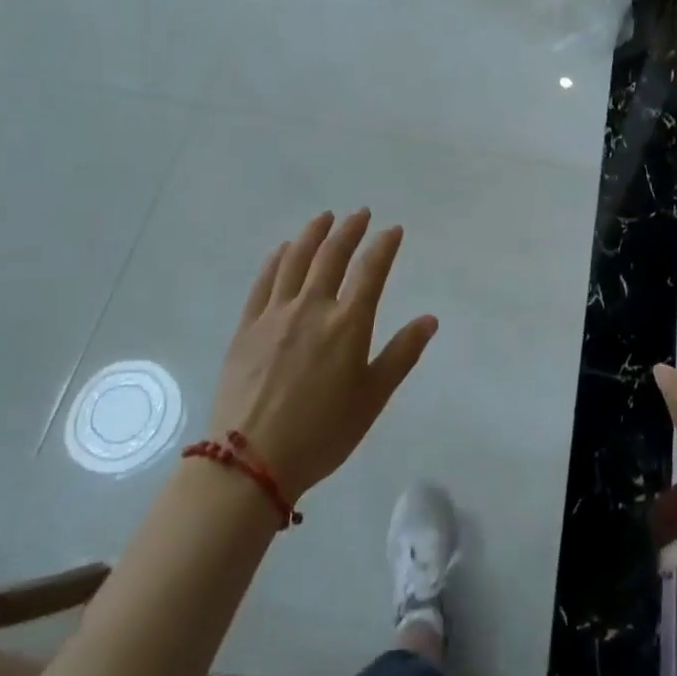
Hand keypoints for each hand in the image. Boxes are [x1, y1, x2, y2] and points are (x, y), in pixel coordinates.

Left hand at [208, 210, 437, 502]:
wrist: (250, 461)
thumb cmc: (322, 433)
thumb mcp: (372, 398)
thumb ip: (402, 354)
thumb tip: (429, 319)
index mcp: (347, 325)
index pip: (371, 271)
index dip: (384, 246)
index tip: (393, 229)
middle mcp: (311, 308)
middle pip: (332, 256)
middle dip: (349, 230)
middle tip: (360, 214)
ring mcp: (274, 315)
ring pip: (295, 261)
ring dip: (312, 234)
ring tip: (324, 218)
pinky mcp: (247, 327)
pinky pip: (263, 282)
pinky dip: (276, 259)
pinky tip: (283, 249)